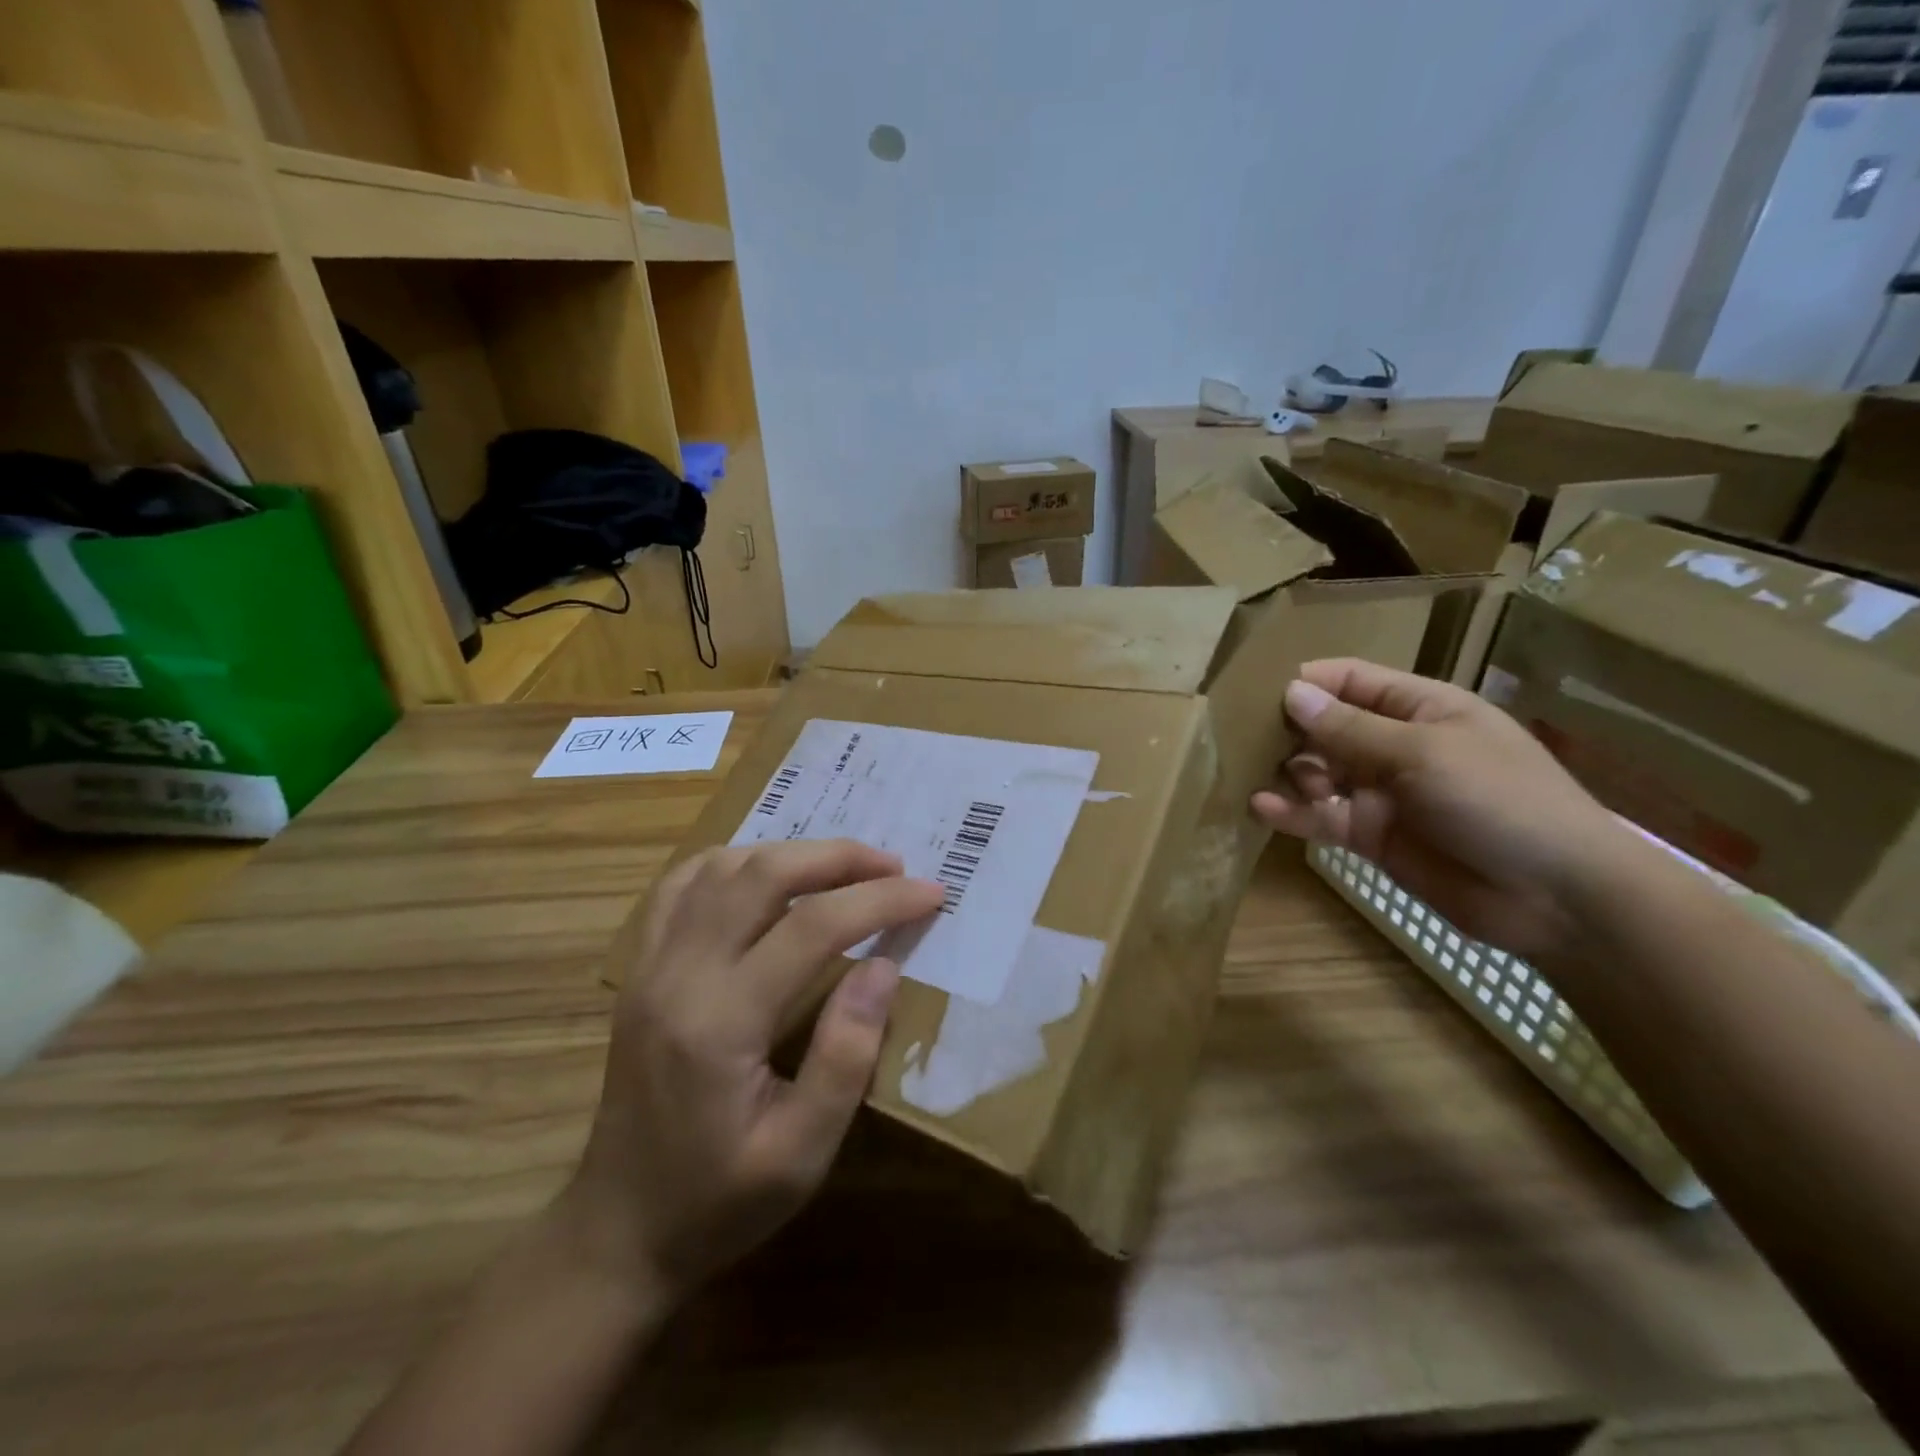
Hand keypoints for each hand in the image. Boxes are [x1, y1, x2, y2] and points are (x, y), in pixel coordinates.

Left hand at [561, 840, 942, 1305]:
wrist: (619, 1231)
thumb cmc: (720, 1203)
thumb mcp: (802, 1155)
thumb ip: (846, 1056)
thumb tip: (883, 967)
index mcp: (720, 1022)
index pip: (812, 927)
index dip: (879, 900)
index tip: (930, 893)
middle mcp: (678, 975)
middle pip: (763, 875)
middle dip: (838, 857)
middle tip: (893, 866)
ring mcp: (650, 965)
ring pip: (721, 867)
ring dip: (789, 853)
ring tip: (842, 867)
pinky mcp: (641, 969)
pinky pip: (682, 886)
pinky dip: (734, 863)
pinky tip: (767, 874)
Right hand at [1251, 658, 1635, 961]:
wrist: (1557, 896)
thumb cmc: (1500, 801)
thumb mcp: (1424, 754)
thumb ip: (1352, 729)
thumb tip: (1291, 694)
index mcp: (1421, 709)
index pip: (1352, 681)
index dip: (1307, 681)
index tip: (1255, 690)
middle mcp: (1396, 746)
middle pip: (1328, 726)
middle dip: (1288, 729)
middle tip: (1240, 736)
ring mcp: (1382, 793)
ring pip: (1318, 772)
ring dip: (1287, 771)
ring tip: (1254, 773)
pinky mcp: (1371, 836)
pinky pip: (1322, 817)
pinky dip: (1293, 812)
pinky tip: (1261, 808)